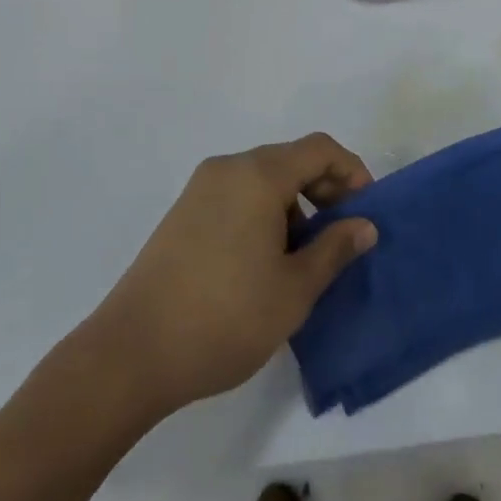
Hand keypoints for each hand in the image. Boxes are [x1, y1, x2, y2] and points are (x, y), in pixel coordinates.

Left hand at [87, 134, 377, 415]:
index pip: (319, 149)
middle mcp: (228, 168)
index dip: (351, 172)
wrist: (133, 351)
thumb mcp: (294, 290)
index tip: (366, 212)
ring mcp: (201, 188)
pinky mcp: (184, 212)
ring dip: (294, 204)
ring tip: (304, 257)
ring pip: (263, 178)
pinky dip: (264, 212)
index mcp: (258, 175)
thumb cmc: (226, 317)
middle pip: (290, 159)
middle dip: (324, 189)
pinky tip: (265, 261)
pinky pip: (237, 194)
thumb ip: (334, 249)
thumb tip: (364, 225)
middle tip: (341, 237)